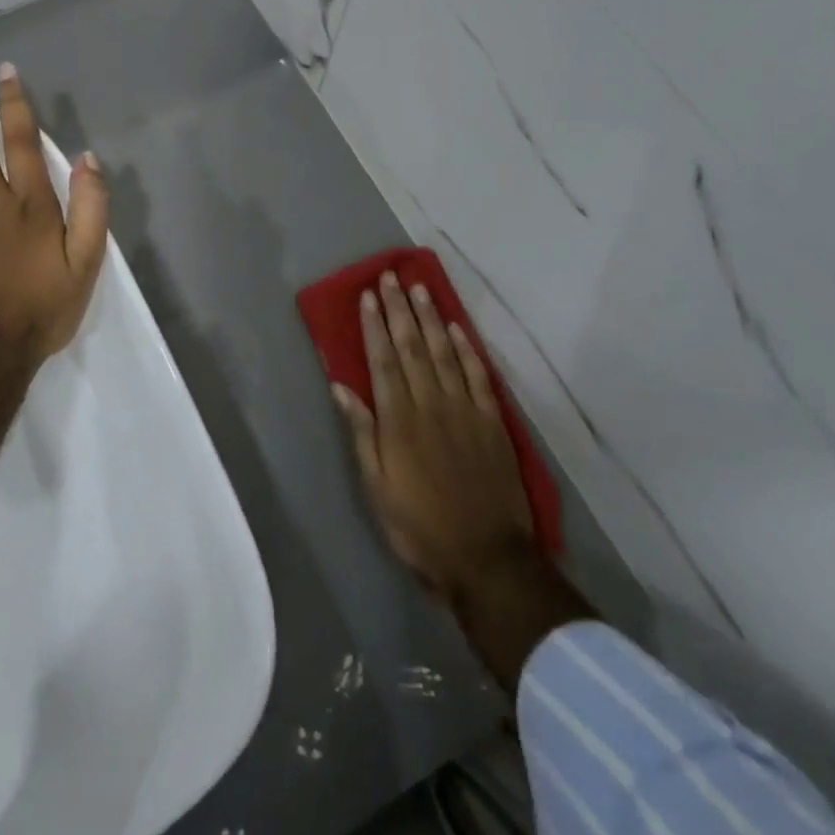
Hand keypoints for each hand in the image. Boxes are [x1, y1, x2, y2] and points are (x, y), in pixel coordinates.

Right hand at [335, 272, 531, 598]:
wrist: (486, 557)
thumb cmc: (419, 526)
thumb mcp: (376, 487)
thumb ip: (362, 432)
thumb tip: (342, 387)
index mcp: (399, 420)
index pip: (383, 361)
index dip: (374, 326)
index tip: (368, 296)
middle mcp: (431, 404)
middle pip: (412, 347)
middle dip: (399, 310)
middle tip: (390, 277)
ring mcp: (465, 410)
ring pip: (444, 353)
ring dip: (430, 318)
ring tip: (419, 289)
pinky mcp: (492, 422)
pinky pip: (478, 375)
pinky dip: (467, 348)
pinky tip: (456, 328)